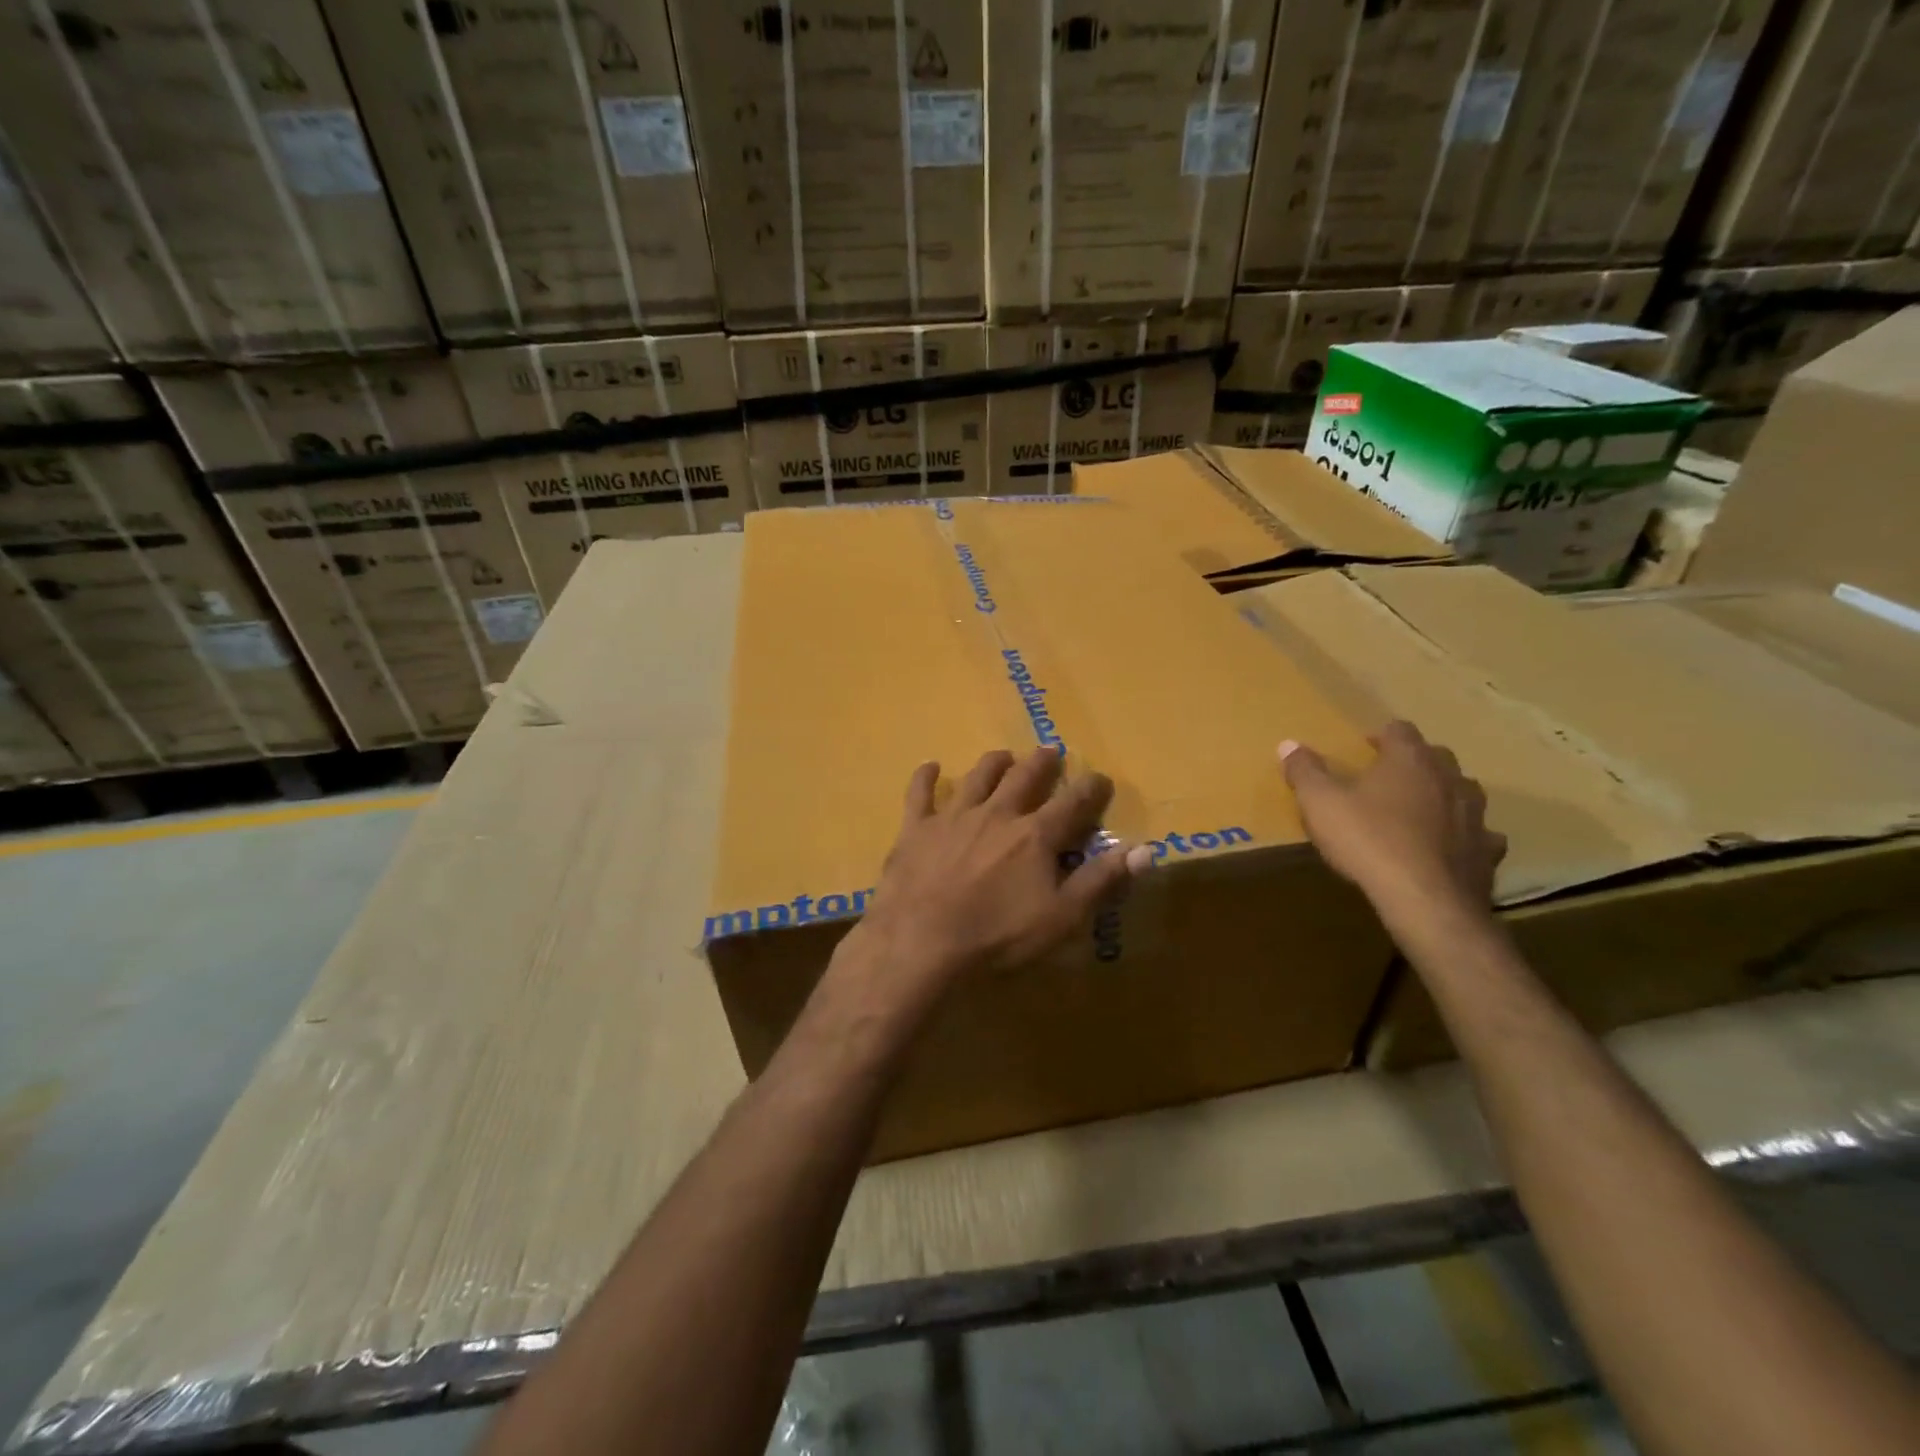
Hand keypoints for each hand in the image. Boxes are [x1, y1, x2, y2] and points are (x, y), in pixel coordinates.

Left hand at [845, 749, 1146, 1000]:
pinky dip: (926, 777)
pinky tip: (930, 766)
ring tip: (1003, 755)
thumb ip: (1102, 880)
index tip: (1101, 778)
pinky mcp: (917, 828)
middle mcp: (997, 814)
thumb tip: (1147, 850)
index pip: (1072, 803)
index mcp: (1035, 835)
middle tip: (1050, 751)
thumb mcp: (1062, 917)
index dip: (1091, 788)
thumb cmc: (998, 935)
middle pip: (1023, 778)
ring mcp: (954, 817)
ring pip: (977, 777)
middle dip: (1041, 763)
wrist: (922, 940)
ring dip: (993, 763)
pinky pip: (920, 793)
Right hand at [1280, 721, 1505, 925]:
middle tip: (1388, 778)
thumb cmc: (1368, 841)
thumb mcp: (1320, 804)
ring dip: (1443, 795)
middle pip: (1436, 757)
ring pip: (1463, 792)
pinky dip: (1464, 836)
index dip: (1381, 736)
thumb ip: (1305, 772)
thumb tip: (1288, 744)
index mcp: (1409, 760)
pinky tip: (1448, 848)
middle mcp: (1449, 778)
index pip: (1400, 730)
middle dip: (1414, 762)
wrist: (1425, 901)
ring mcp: (1475, 815)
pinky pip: (1480, 835)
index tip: (1364, 748)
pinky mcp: (1487, 851)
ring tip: (1420, 809)